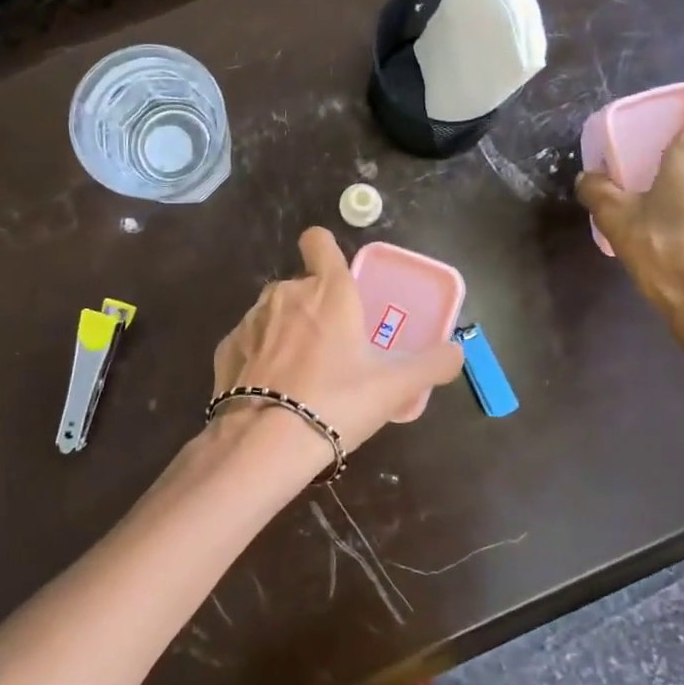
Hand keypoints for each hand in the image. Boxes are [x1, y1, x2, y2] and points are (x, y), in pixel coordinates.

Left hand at [212, 228, 464, 454]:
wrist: (266, 444)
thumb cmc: (337, 403)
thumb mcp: (395, 387)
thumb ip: (433, 364)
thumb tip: (457, 352)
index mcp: (328, 290)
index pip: (319, 241)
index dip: (327, 251)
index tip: (338, 280)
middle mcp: (286, 293)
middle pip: (302, 285)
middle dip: (316, 308)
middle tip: (334, 351)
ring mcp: (251, 319)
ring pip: (275, 313)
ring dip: (288, 332)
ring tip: (302, 377)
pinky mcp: (225, 348)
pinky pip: (250, 341)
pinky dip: (261, 357)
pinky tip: (273, 390)